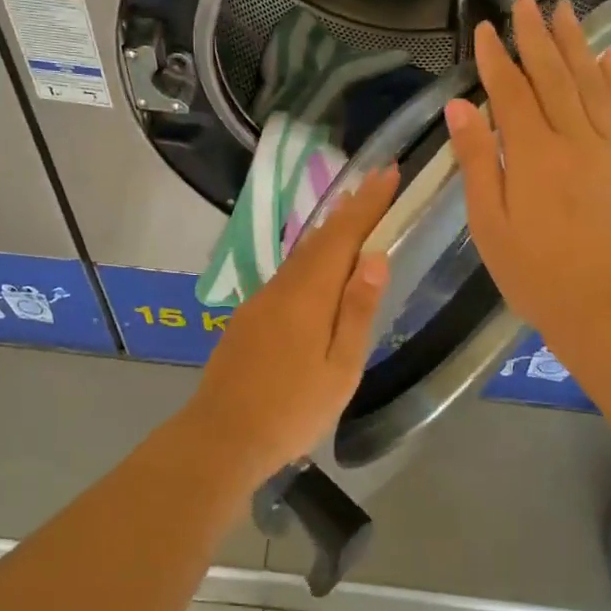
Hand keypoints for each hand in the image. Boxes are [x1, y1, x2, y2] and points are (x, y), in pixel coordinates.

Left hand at [182, 166, 398, 477]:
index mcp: (308, 296)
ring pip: (301, 256)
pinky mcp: (248, 318)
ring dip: (329, 232)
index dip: (367, 203)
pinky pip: (287, 275)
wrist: (221, 437)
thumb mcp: (340, 368)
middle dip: (350, 209)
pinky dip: (310, 259)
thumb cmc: (292, 410)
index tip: (389, 172)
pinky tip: (318, 268)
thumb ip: (357, 310)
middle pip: (320, 239)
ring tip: (353, 214)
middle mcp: (281, 287)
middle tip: (376, 185)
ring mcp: (260, 301)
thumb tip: (375, 256)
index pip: (342, 235)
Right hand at [445, 0, 610, 364]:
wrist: (605, 309)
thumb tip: (461, 107)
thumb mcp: (488, 223)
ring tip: (567, 11)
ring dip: (577, 45)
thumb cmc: (534, 274)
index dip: (497, 58)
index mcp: (532, 155)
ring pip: (591, 84)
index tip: (486, 28)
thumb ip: (477, 161)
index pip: (511, 93)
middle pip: (553, 77)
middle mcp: (573, 140)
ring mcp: (608, 150)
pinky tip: (608, 58)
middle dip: (537, 36)